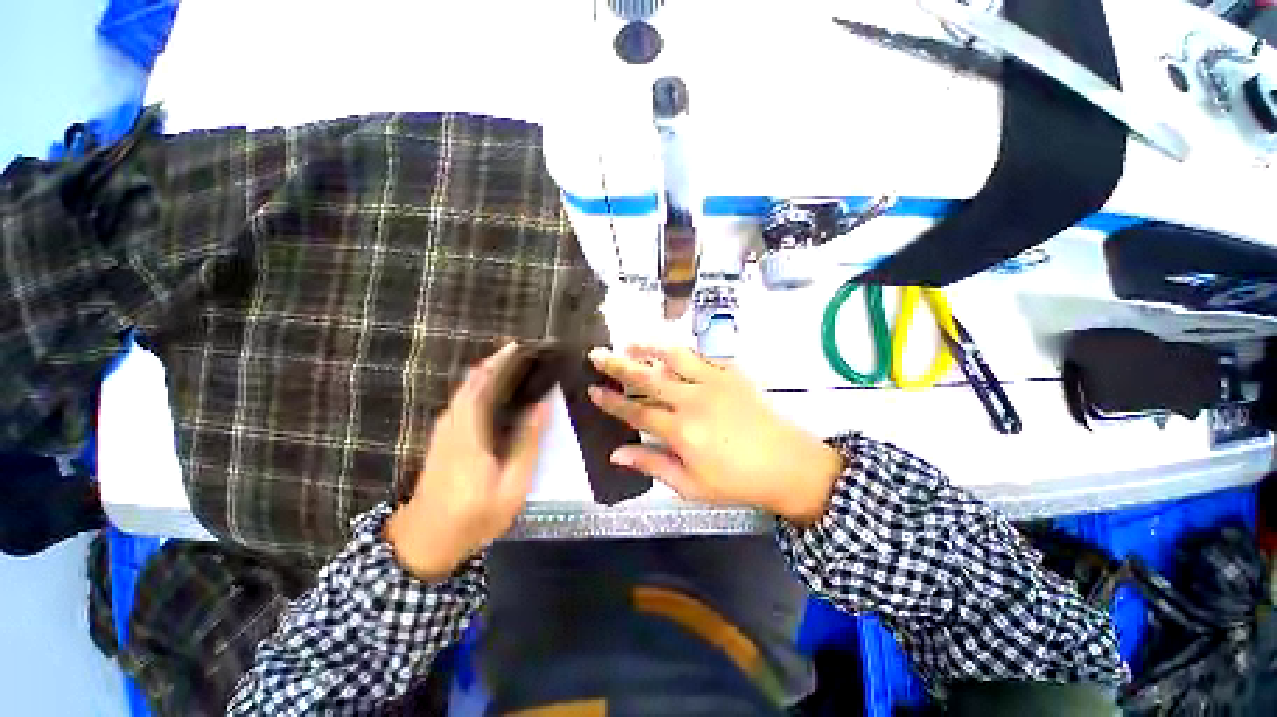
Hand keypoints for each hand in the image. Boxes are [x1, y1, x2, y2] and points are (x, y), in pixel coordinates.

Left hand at [386, 343, 549, 579]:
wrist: (424, 543)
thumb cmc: (474, 516)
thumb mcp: (512, 486)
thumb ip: (527, 443)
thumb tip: (541, 405)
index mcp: (469, 432)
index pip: (483, 384)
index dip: (501, 362)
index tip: (522, 347)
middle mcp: (452, 423)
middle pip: (472, 381)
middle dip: (496, 362)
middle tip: (525, 353)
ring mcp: (443, 430)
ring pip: (465, 390)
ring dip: (488, 372)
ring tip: (515, 365)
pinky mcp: (442, 438)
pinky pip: (463, 401)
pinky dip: (480, 387)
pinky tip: (496, 391)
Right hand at [587, 346, 843, 524]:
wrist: (788, 464)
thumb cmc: (737, 482)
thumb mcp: (691, 485)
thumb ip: (652, 465)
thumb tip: (616, 454)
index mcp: (681, 431)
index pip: (636, 412)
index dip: (612, 401)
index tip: (592, 389)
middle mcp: (693, 400)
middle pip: (648, 377)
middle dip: (618, 365)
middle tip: (597, 353)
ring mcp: (714, 382)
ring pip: (674, 357)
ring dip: (649, 347)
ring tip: (630, 342)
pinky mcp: (732, 373)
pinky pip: (701, 356)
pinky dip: (681, 352)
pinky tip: (670, 351)